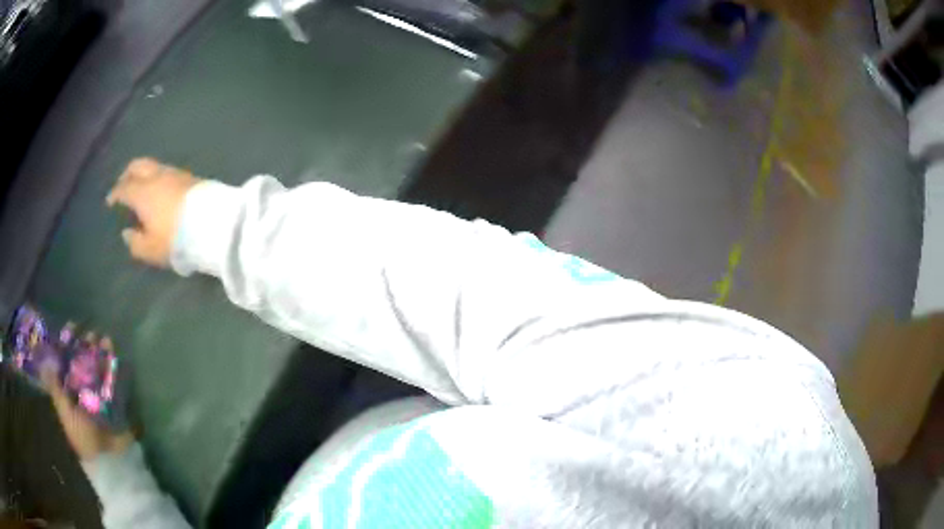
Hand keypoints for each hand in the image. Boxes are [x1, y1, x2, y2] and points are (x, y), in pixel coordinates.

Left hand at [42, 335, 133, 460]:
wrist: (108, 460)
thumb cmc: (82, 436)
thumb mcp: (64, 411)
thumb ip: (55, 387)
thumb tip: (44, 361)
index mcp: (68, 391)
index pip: (66, 360)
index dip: (68, 343)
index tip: (72, 327)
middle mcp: (82, 390)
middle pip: (82, 361)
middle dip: (85, 345)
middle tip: (89, 332)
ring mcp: (99, 396)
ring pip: (98, 368)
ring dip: (101, 353)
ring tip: (104, 338)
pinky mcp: (114, 402)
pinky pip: (113, 381)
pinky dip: (114, 367)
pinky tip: (115, 354)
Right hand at [106, 158, 200, 266]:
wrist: (213, 223)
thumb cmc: (176, 238)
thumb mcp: (151, 249)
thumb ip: (135, 242)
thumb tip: (127, 233)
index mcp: (142, 192)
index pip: (124, 188)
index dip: (115, 193)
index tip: (110, 201)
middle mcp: (157, 177)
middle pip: (138, 165)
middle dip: (127, 174)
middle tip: (122, 185)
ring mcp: (175, 173)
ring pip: (153, 166)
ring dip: (144, 174)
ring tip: (141, 188)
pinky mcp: (190, 176)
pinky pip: (167, 172)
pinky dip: (157, 177)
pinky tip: (159, 190)